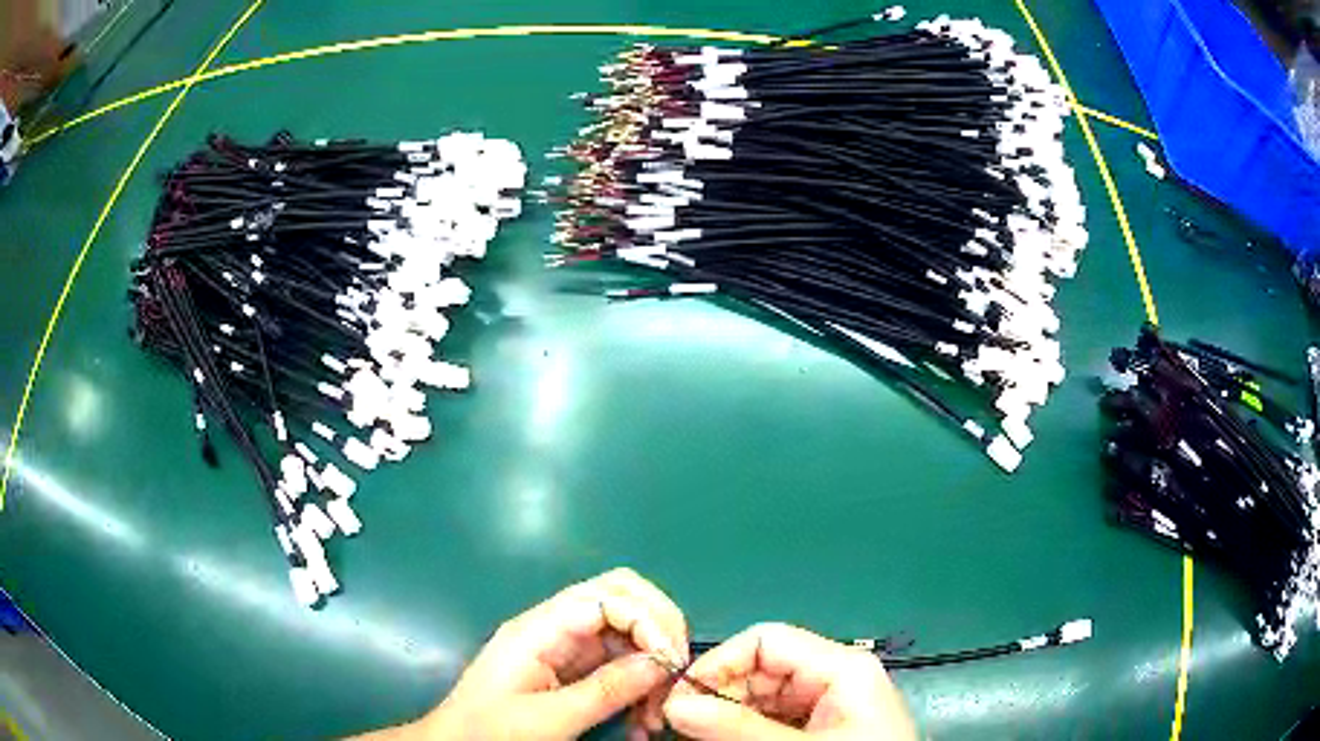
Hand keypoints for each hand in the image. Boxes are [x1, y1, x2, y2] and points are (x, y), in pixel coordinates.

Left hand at [415, 568, 688, 739]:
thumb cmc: (490, 732)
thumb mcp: (547, 719)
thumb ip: (604, 690)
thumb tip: (661, 661)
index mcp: (542, 628)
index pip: (609, 594)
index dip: (649, 620)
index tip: (670, 663)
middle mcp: (558, 628)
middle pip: (625, 602)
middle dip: (660, 634)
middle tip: (675, 678)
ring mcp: (567, 649)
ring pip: (630, 638)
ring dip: (653, 671)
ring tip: (656, 718)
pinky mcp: (574, 672)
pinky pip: (621, 667)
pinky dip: (640, 690)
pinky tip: (641, 723)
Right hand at [662, 623, 916, 739]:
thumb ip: (741, 728)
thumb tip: (677, 705)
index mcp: (840, 667)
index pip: (764, 641)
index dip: (718, 664)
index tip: (680, 702)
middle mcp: (833, 678)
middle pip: (758, 670)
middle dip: (717, 697)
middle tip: (681, 729)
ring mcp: (827, 706)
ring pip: (759, 699)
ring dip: (725, 718)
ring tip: (700, 739)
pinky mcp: (821, 728)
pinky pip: (770, 720)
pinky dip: (742, 732)